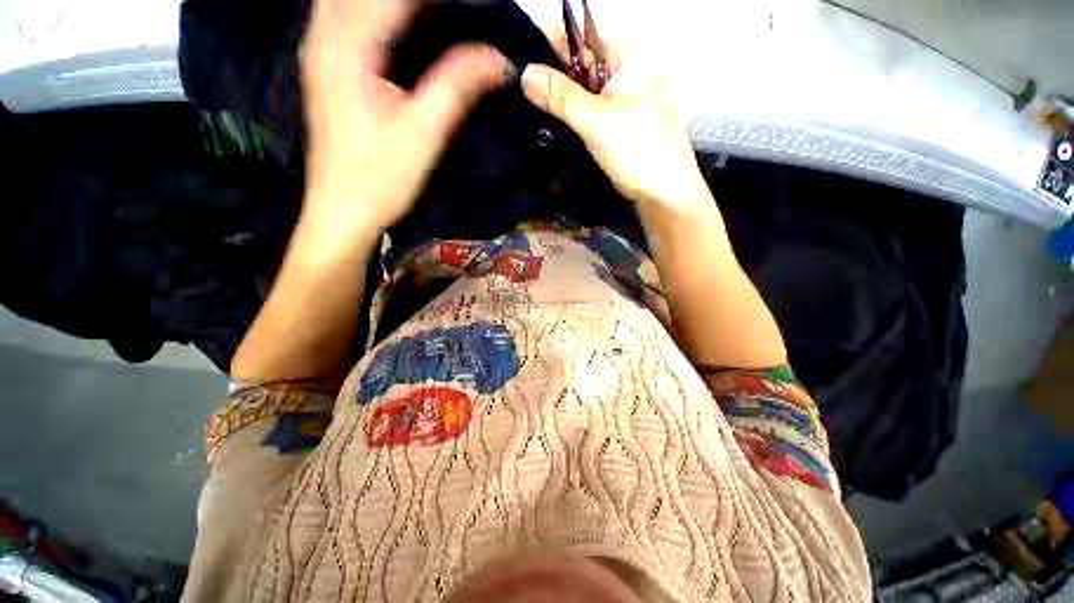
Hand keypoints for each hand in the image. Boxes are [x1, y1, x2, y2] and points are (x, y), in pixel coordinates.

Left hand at [300, 0, 511, 249]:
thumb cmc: (381, 180)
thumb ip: (458, 87)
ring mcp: (320, 51)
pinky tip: (398, 23)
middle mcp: (325, 37)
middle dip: (414, 0)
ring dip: (392, 4)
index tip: (477, 5)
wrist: (342, 211)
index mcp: (348, 48)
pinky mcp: (324, 67)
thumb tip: (499, 60)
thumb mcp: (424, 134)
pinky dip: (373, 11)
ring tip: (434, 15)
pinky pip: (343, 13)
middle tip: (454, 9)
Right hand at [520, 37, 710, 215]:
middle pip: (577, 66)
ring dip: (557, 101)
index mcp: (625, 57)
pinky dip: (569, 117)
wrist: (662, 190)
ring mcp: (618, 98)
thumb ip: (561, 97)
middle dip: (549, 79)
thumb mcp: (597, 121)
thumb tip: (525, 73)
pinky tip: (549, 125)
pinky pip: (585, 111)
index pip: (577, 40)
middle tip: (518, 94)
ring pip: (580, 91)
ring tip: (527, 110)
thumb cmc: (638, 150)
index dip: (546, 49)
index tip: (515, 66)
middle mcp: (622, 71)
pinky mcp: (614, 121)